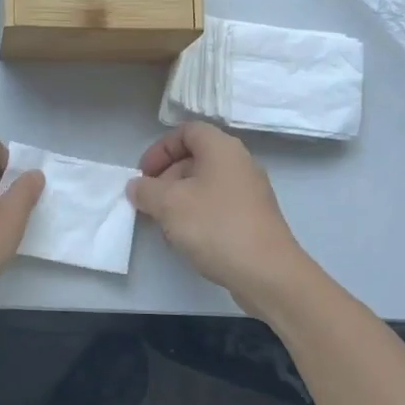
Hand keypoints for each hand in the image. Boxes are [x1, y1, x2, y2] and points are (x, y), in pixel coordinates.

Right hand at [128, 123, 312, 307]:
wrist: (267, 273)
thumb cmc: (215, 227)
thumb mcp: (169, 204)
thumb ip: (146, 190)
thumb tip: (137, 186)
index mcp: (222, 149)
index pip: (186, 131)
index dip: (160, 149)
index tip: (144, 174)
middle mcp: (239, 163)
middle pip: (195, 158)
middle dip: (166, 178)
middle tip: (150, 202)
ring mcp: (250, 192)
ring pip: (204, 185)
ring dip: (179, 200)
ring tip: (165, 226)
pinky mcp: (253, 217)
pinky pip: (217, 205)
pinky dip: (197, 215)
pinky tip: (187, 240)